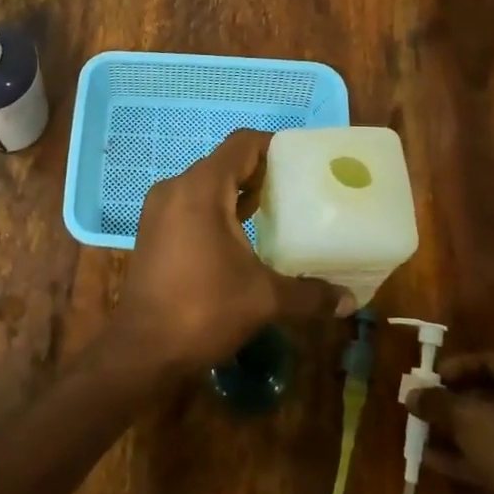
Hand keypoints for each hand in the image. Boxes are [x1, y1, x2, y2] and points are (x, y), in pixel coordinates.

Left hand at [113, 129, 345, 376]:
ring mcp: (159, 209)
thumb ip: (309, 294)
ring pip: (206, 185)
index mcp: (201, 188)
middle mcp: (176, 188)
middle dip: (260, 173)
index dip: (273, 146)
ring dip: (238, 193)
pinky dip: (217, 209)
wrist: (144, 348)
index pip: (241, 145)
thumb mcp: (264, 298)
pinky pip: (191, 204)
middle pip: (224, 163)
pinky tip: (242, 236)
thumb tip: (349, 301)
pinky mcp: (153, 230)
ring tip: (276, 212)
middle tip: (297, 191)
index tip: (302, 162)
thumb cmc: (204, 309)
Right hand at [406, 353, 493, 493]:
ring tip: (422, 434)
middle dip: (451, 402)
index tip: (431, 378)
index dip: (457, 367)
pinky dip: (465, 455)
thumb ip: (435, 402)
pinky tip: (432, 460)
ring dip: (454, 430)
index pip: (489, 361)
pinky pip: (493, 455)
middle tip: (425, 406)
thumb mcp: (465, 417)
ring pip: (488, 428)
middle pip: (488, 395)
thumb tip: (411, 394)